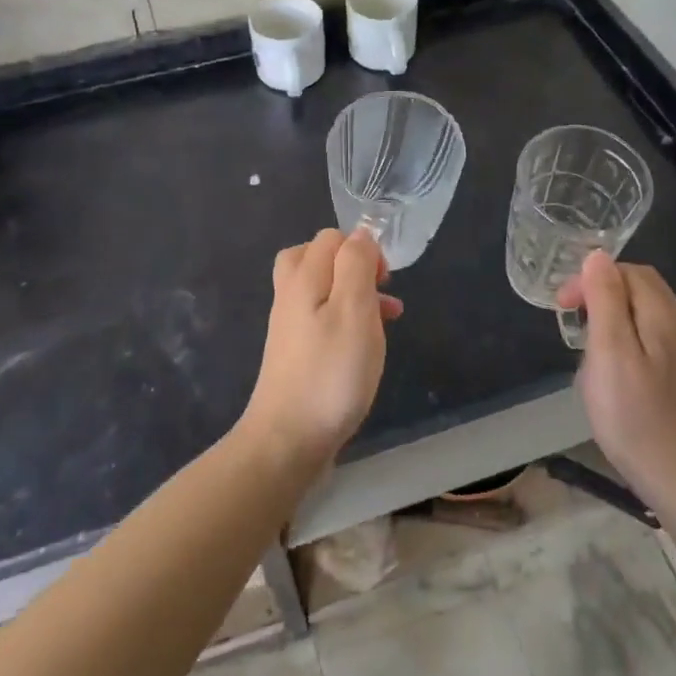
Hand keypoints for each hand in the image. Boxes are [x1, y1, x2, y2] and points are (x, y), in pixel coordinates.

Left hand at [241, 228, 401, 471]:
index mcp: (303, 278)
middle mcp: (291, 295)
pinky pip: (321, 319)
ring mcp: (290, 325)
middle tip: (380, 291)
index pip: (332, 238)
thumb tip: (360, 235)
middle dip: (355, 267)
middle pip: (318, 258)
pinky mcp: (295, 353)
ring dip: (356, 295)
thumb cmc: (330, 373)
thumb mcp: (354, 310)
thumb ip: (356, 265)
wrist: (288, 440)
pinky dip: (345, 321)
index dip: (363, 249)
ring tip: (388, 319)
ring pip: (322, 289)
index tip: (384, 281)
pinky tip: (365, 346)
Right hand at [558, 251, 675, 502]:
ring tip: (587, 346)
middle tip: (572, 321)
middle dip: (602, 294)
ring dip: (613, 318)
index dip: (593, 278)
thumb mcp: (610, 352)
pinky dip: (627, 340)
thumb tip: (598, 255)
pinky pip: (653, 340)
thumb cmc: (634, 414)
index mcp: (663, 316)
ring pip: (646, 315)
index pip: (629, 272)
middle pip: (641, 289)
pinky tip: (613, 370)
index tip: (563, 305)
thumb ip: (606, 300)